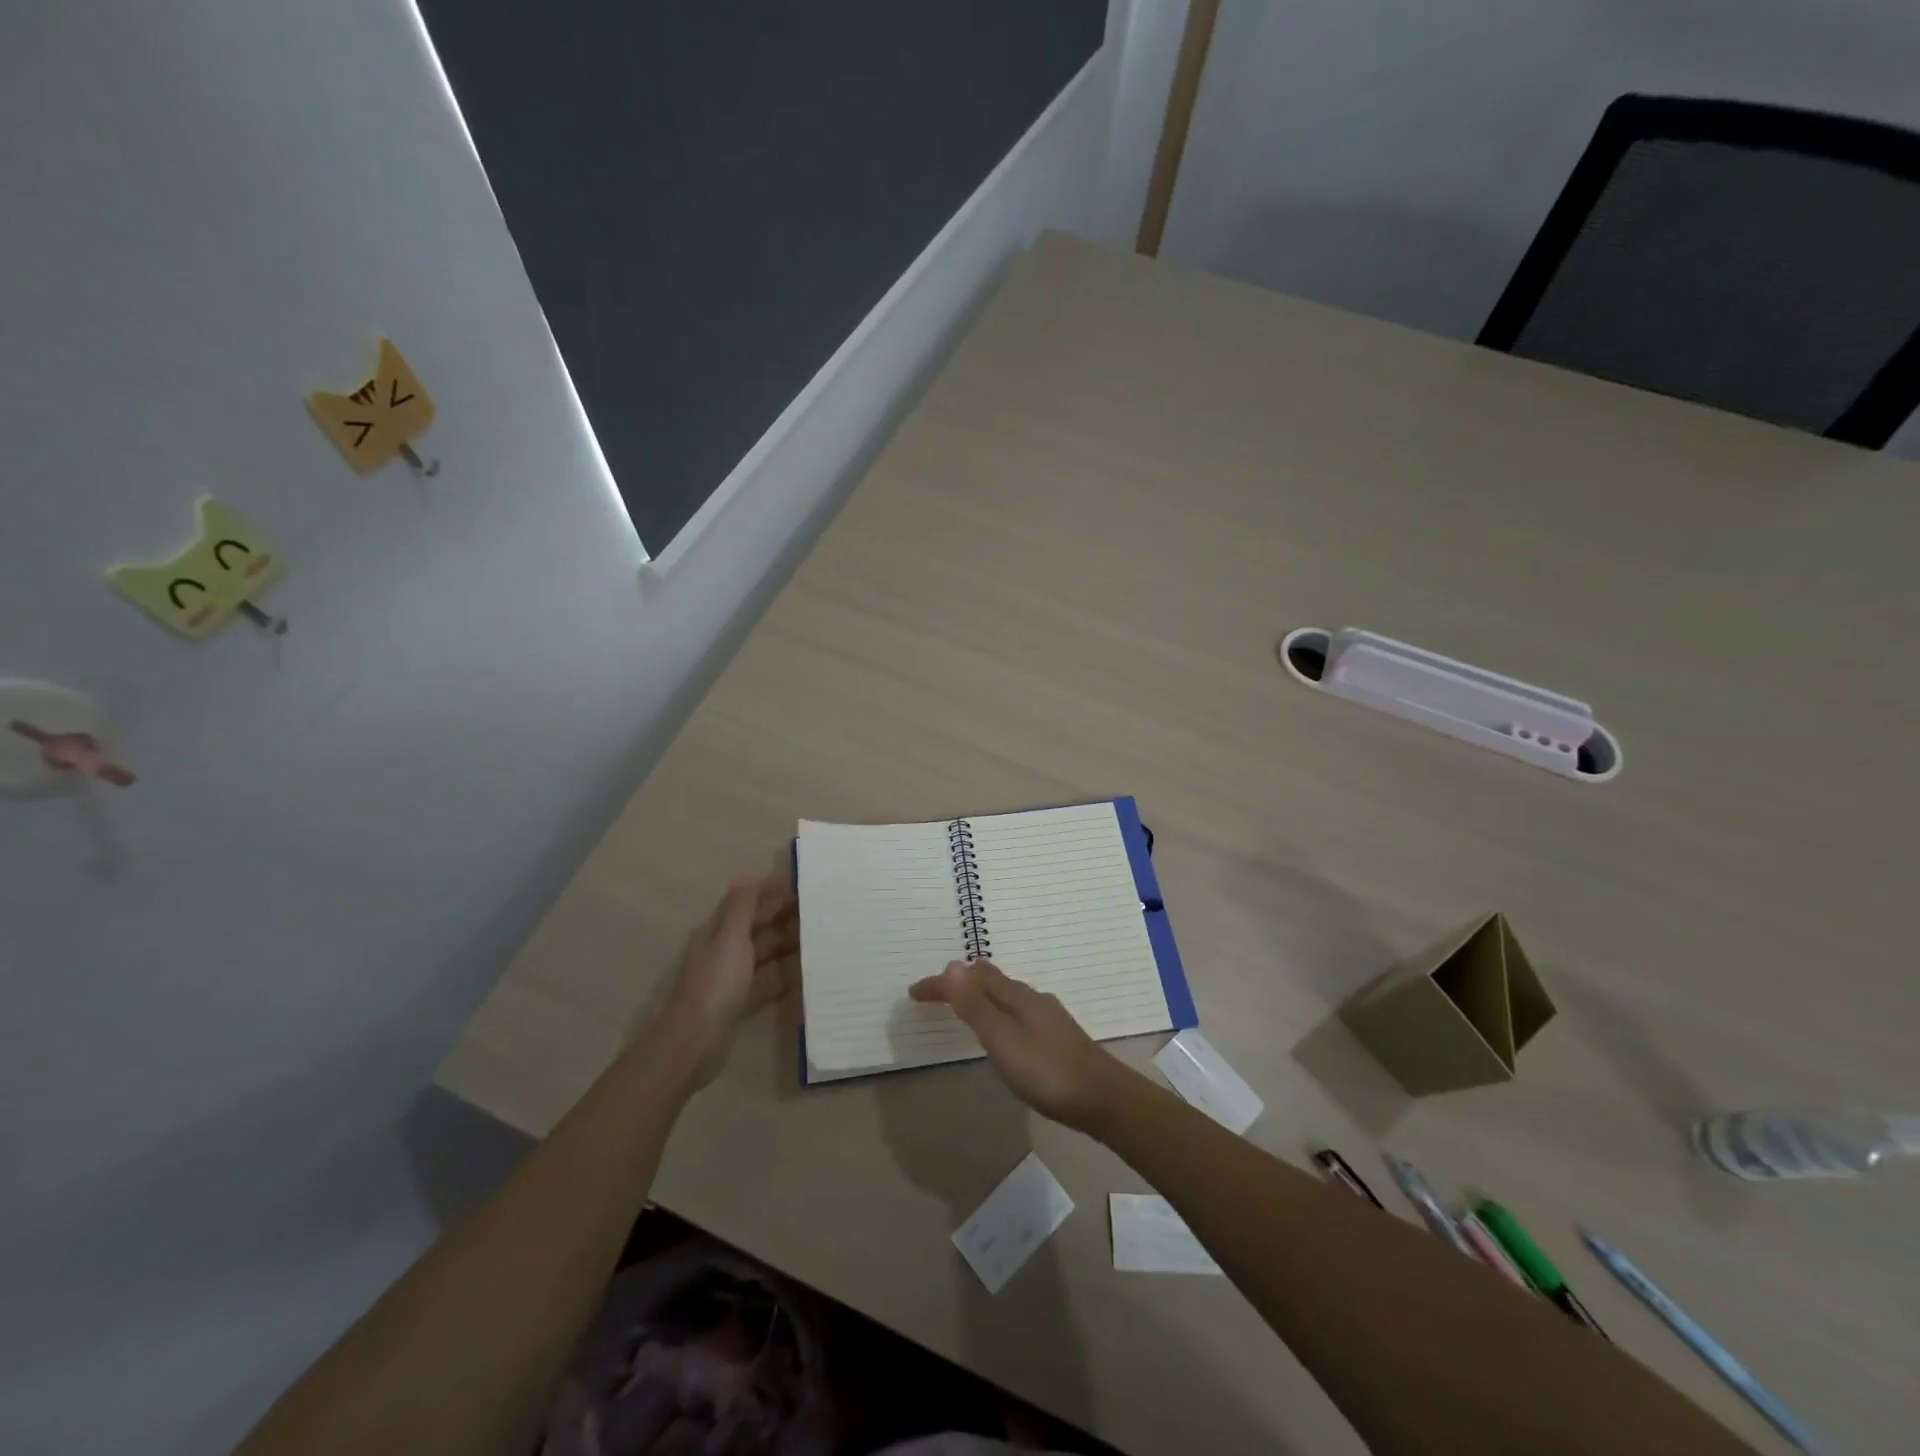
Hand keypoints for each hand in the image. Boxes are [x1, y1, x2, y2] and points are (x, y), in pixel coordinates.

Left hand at [653, 876, 798, 1086]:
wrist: (694, 1042)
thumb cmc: (715, 984)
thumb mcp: (730, 938)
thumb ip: (741, 907)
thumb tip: (748, 875)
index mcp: (717, 932)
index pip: (743, 902)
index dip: (767, 892)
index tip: (799, 887)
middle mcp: (722, 951)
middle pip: (755, 927)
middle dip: (781, 916)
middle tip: (816, 911)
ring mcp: (731, 978)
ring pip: (762, 954)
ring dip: (785, 945)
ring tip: (817, 938)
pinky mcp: (739, 1003)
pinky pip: (766, 982)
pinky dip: (783, 976)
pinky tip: (805, 973)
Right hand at [908, 959, 1128, 1132]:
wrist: (1104, 1099)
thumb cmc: (1047, 1071)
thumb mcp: (1003, 1040)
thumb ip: (976, 1006)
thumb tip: (950, 965)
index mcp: (1017, 996)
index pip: (971, 977)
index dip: (941, 984)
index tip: (913, 993)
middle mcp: (1032, 998)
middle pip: (991, 980)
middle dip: (960, 983)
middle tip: (936, 996)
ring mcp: (1047, 1017)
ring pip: (1006, 995)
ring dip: (980, 996)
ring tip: (963, 1008)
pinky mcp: (1057, 1037)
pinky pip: (1017, 1011)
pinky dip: (997, 1012)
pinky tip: (1003, 1032)